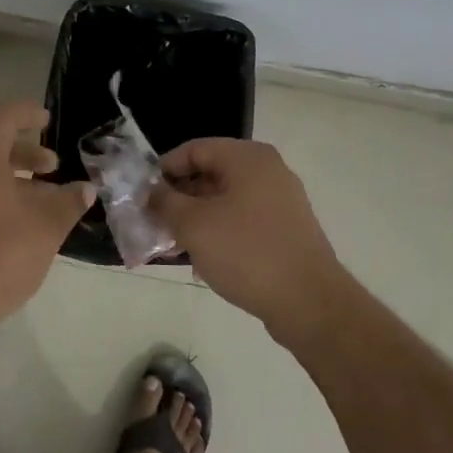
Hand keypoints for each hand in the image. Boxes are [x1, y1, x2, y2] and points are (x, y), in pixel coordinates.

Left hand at [0, 101, 94, 319]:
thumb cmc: (1, 254)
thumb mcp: (46, 227)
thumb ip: (68, 202)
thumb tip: (85, 189)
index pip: (3, 117)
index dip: (27, 113)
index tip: (48, 120)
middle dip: (26, 151)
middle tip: (52, 167)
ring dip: (13, 177)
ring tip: (43, 199)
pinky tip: (21, 222)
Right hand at [153, 139, 349, 345]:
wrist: (309, 302)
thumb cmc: (246, 253)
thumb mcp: (193, 225)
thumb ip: (165, 202)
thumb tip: (151, 191)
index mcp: (247, 158)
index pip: (194, 149)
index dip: (164, 170)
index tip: (144, 196)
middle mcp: (267, 170)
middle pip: (210, 173)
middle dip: (179, 197)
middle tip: (155, 222)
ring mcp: (280, 200)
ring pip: (225, 199)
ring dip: (196, 218)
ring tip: (174, 245)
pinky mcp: (286, 228)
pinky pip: (242, 219)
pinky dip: (219, 231)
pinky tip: (203, 259)